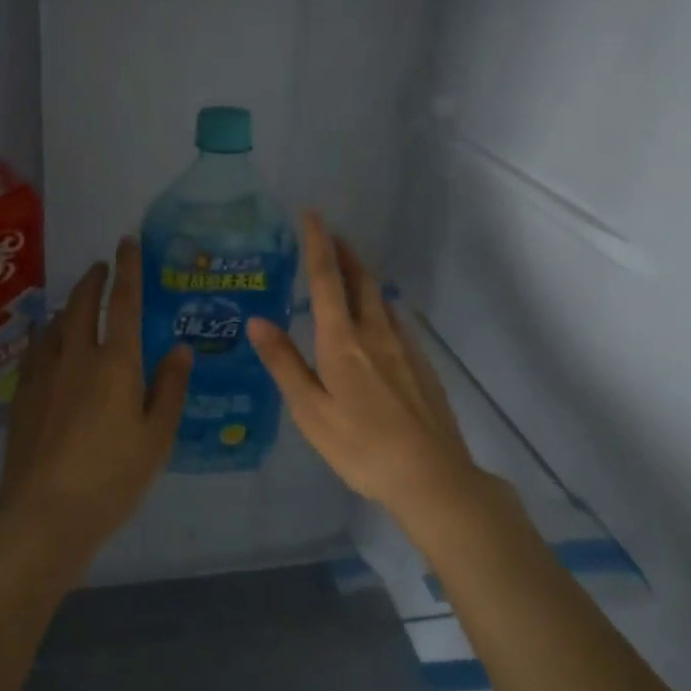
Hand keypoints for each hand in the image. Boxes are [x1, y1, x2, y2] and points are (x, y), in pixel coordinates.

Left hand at [0, 237, 192, 565]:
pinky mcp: (22, 394)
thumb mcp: (156, 437)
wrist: (43, 515)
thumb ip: (169, 388)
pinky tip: (45, 338)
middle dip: (94, 279)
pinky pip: (35, 348)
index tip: (127, 242)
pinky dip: (45, 332)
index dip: (128, 269)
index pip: (123, 302)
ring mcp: (44, 373)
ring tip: (77, 297)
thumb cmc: (112, 478)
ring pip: (55, 323)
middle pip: (82, 304)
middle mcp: (77, 356)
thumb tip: (179, 349)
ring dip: (68, 303)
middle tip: (102, 265)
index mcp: (115, 363)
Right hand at [247, 212, 483, 526]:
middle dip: (344, 251)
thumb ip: (285, 363)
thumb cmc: (361, 448)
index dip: (317, 244)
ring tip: (348, 268)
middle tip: (330, 233)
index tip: (312, 214)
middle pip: (360, 279)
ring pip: (380, 298)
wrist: (432, 476)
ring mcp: (404, 347)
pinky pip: (395, 320)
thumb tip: (257, 320)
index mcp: (343, 341)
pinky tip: (376, 318)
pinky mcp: (421, 364)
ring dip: (362, 275)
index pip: (327, 279)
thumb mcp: (311, 411)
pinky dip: (378, 304)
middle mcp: (375, 333)